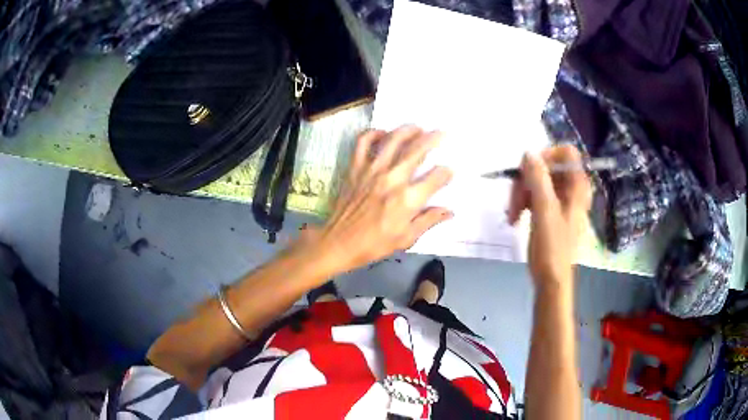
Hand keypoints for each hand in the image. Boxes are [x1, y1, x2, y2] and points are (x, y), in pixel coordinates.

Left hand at [298, 126, 452, 272]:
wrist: (339, 242)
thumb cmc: (374, 244)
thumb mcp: (406, 239)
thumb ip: (429, 221)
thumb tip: (449, 211)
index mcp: (407, 200)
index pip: (435, 178)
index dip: (446, 173)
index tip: (449, 171)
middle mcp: (392, 179)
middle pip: (417, 151)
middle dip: (433, 139)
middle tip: (441, 133)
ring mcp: (372, 170)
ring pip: (393, 140)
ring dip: (408, 130)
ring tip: (417, 127)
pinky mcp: (355, 168)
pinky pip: (363, 143)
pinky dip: (373, 133)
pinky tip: (383, 133)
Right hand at [507, 145, 591, 287]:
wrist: (552, 280)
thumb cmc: (552, 248)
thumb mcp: (544, 211)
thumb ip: (538, 179)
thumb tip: (528, 153)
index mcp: (578, 186)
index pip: (566, 153)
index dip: (546, 156)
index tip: (528, 171)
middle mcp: (572, 189)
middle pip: (548, 167)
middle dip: (527, 180)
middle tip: (513, 200)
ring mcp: (562, 200)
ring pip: (539, 181)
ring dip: (522, 193)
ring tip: (512, 215)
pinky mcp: (552, 211)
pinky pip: (536, 195)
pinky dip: (524, 202)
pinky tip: (516, 217)